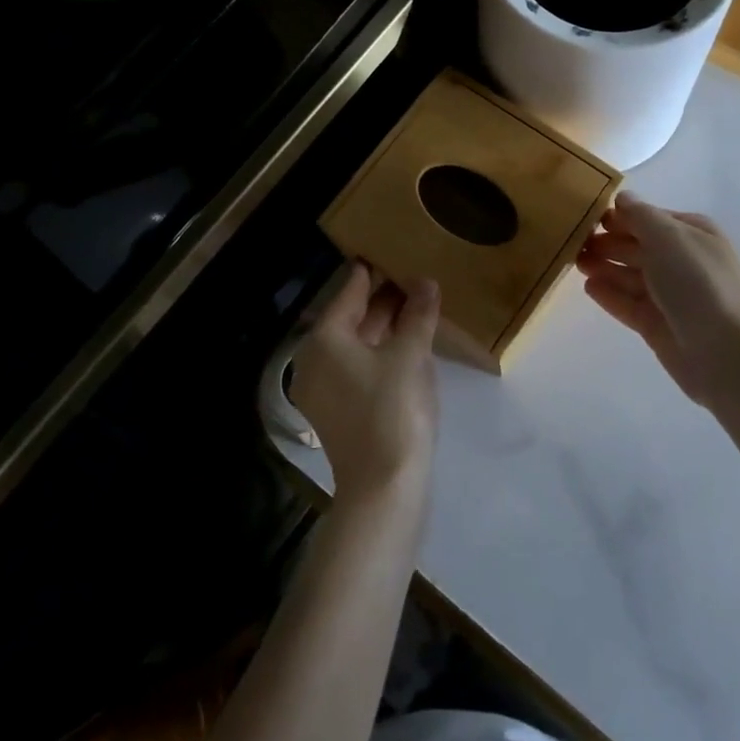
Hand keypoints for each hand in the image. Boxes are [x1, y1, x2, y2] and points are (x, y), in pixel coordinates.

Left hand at [291, 264, 440, 502]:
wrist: (384, 488)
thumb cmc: (394, 409)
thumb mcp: (411, 354)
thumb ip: (417, 314)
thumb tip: (426, 283)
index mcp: (324, 339)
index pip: (349, 292)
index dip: (371, 272)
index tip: (388, 252)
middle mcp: (313, 360)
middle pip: (349, 318)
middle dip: (380, 299)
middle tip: (411, 276)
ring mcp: (322, 389)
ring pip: (354, 344)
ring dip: (383, 326)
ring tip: (415, 306)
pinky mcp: (336, 412)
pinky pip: (357, 367)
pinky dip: (379, 352)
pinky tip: (406, 346)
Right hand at [576, 194, 739, 407]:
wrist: (726, 352)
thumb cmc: (698, 282)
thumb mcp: (669, 237)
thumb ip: (641, 215)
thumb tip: (622, 198)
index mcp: (691, 233)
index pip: (648, 217)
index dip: (619, 216)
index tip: (585, 214)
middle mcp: (681, 261)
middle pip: (637, 246)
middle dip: (607, 242)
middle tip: (572, 240)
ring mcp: (670, 295)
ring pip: (630, 275)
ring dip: (604, 266)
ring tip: (575, 262)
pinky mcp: (658, 325)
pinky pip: (628, 304)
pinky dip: (610, 295)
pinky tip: (589, 288)